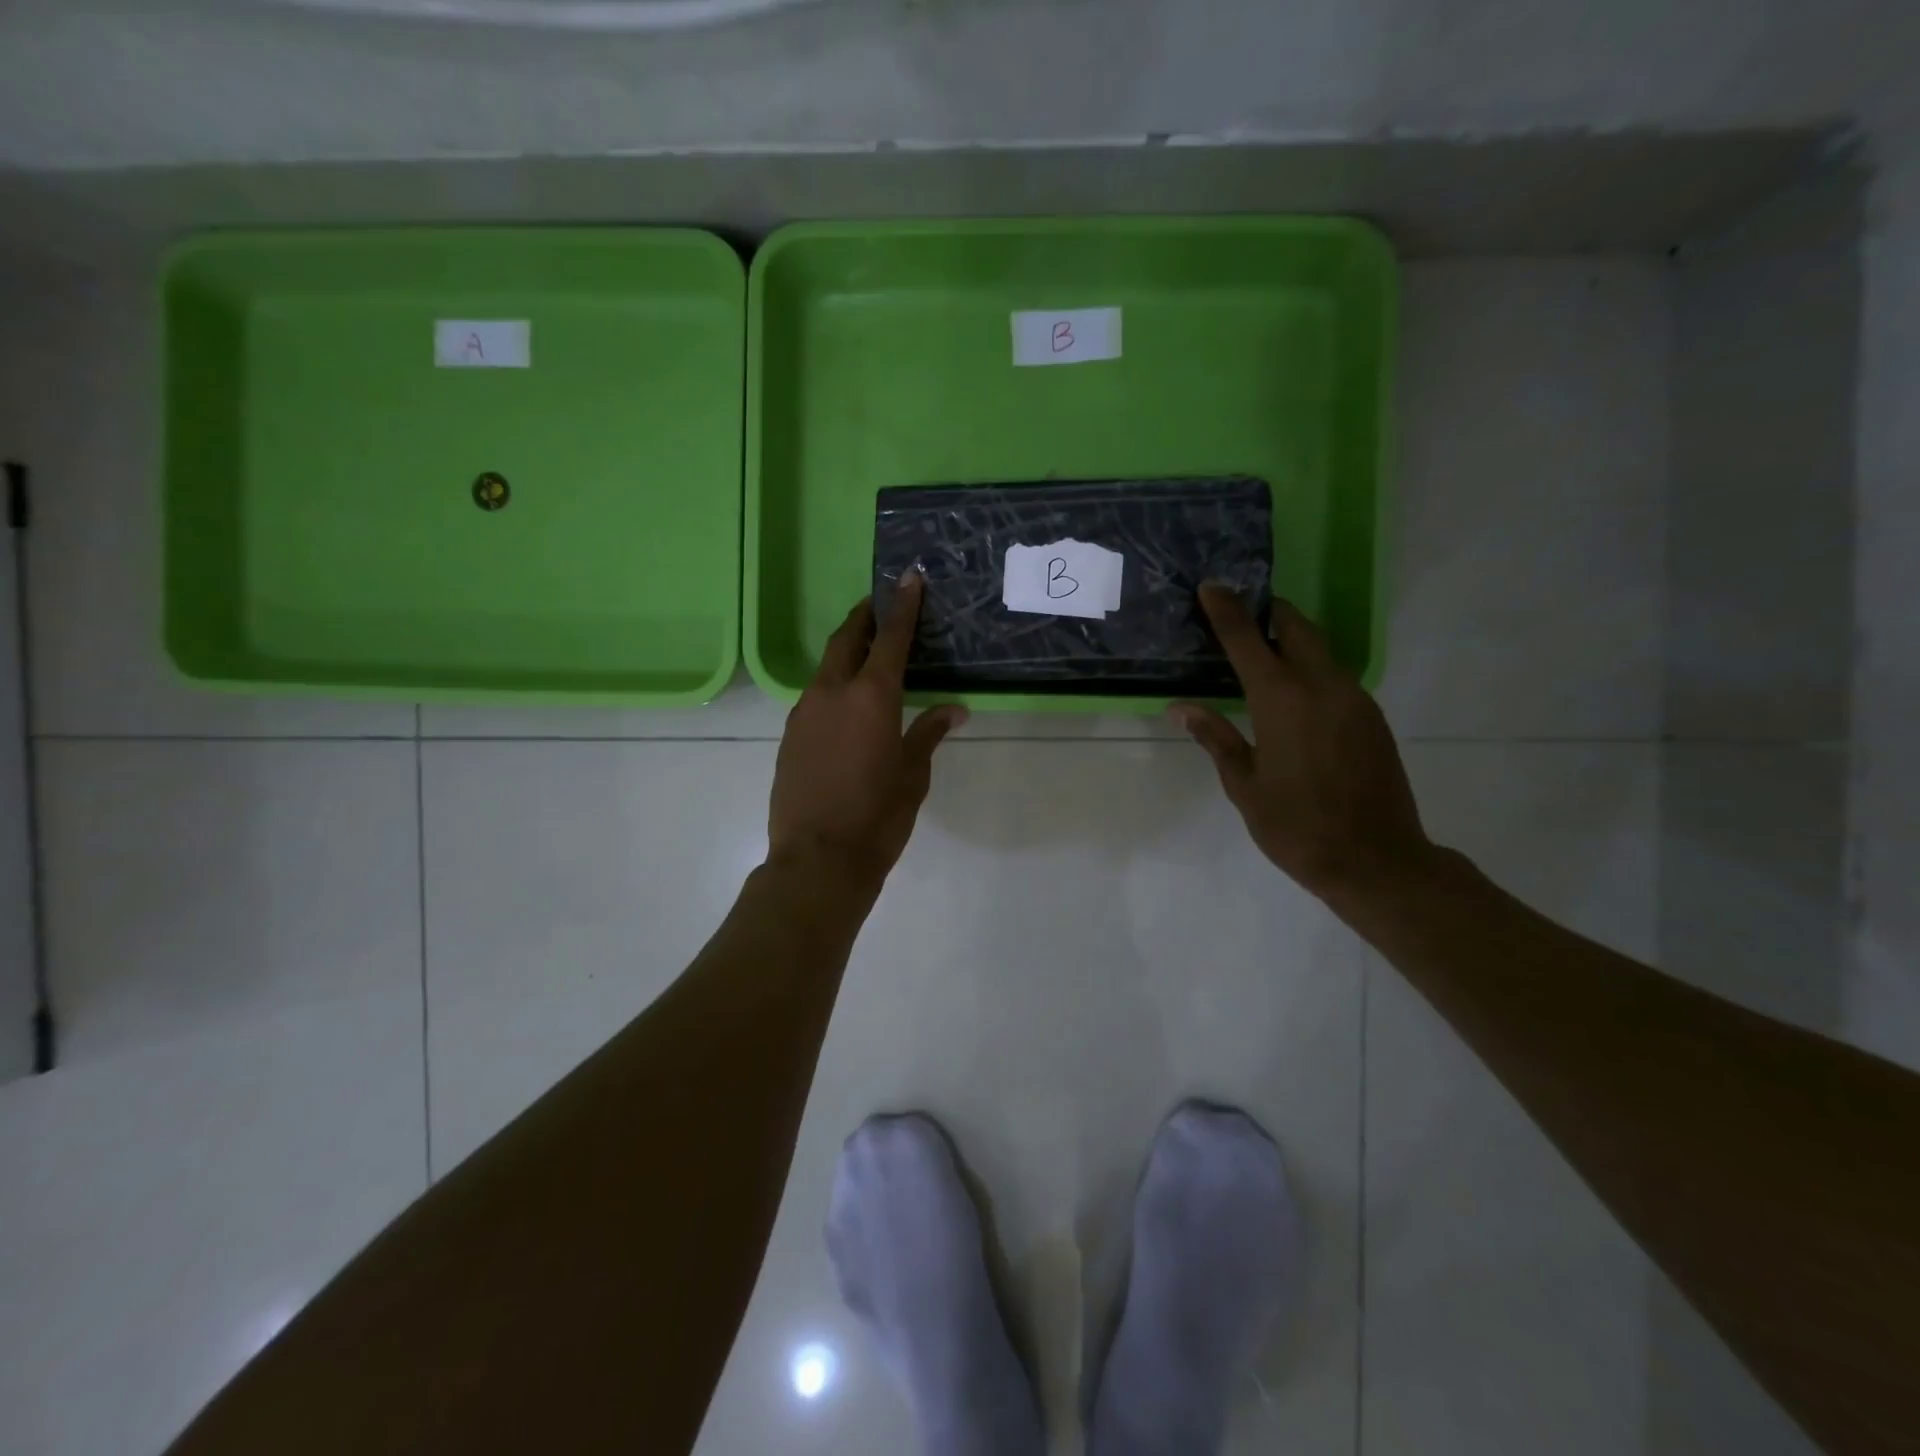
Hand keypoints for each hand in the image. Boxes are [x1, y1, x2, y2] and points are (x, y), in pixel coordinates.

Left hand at [768, 574, 965, 892]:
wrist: (817, 859)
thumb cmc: (878, 816)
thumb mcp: (913, 774)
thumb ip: (929, 732)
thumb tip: (954, 710)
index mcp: (871, 696)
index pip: (890, 637)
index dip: (901, 605)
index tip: (908, 577)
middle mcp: (832, 693)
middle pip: (846, 639)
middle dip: (864, 618)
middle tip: (879, 606)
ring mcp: (804, 713)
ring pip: (826, 667)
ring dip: (846, 653)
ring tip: (866, 655)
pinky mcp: (789, 735)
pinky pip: (815, 697)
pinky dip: (833, 686)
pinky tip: (846, 705)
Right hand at [1174, 586, 1433, 900]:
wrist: (1376, 860)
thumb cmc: (1296, 826)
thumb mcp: (1244, 785)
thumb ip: (1215, 738)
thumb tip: (1182, 708)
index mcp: (1282, 700)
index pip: (1247, 639)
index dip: (1226, 610)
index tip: (1210, 587)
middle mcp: (1322, 686)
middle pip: (1295, 628)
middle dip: (1266, 613)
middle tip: (1238, 614)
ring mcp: (1354, 698)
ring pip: (1320, 649)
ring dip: (1290, 640)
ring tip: (1260, 652)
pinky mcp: (1371, 716)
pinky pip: (1335, 675)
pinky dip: (1309, 667)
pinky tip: (1292, 693)